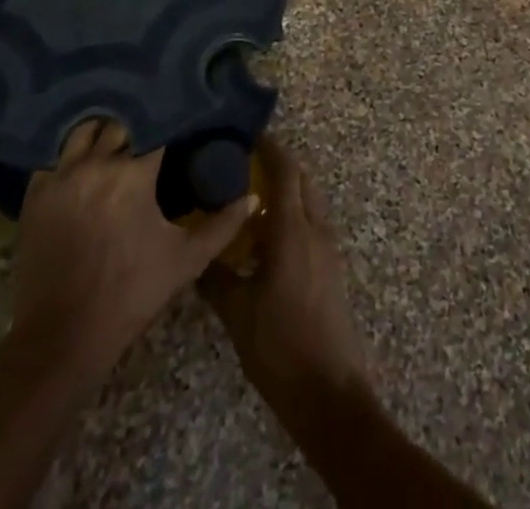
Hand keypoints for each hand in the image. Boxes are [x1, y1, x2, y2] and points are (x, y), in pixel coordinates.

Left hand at [9, 119, 254, 380]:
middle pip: (121, 124)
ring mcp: (61, 176)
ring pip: (85, 131)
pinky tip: (84, 163)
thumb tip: (253, 197)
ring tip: (118, 141)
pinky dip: (72, 154)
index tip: (182, 122)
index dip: (171, 123)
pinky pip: (56, 156)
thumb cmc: (130, 296)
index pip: (157, 127)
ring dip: (104, 132)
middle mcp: (95, 164)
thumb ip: (223, 225)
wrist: (61, 339)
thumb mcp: (185, 261)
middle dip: (138, 125)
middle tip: (153, 132)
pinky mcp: (36, 194)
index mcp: (133, 174)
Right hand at [199, 136, 369, 420]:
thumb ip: (216, 276)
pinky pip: (312, 223)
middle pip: (302, 180)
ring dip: (286, 190)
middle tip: (244, 164)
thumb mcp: (237, 313)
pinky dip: (292, 214)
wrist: (330, 393)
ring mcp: (328, 248)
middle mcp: (315, 228)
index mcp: (293, 230)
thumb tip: (197, 250)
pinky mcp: (331, 267)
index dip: (270, 148)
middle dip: (278, 165)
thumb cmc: (280, 348)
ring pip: (309, 201)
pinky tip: (266, 237)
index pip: (286, 171)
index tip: (248, 135)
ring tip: (251, 197)